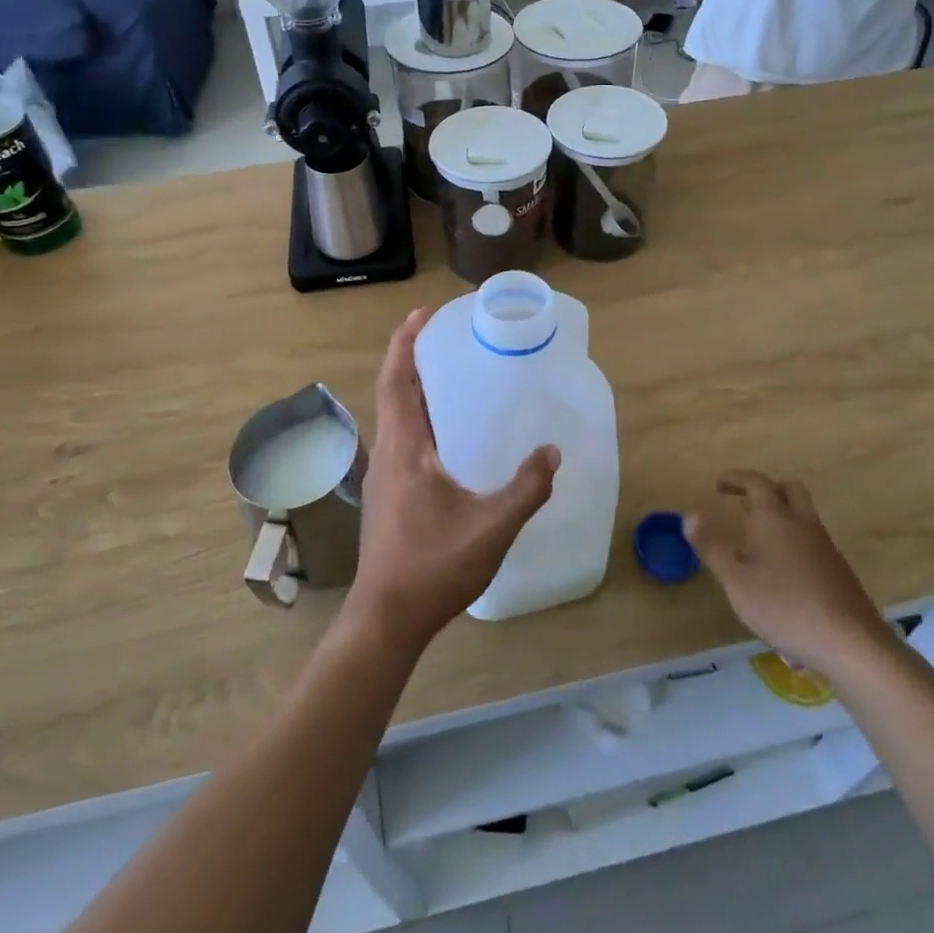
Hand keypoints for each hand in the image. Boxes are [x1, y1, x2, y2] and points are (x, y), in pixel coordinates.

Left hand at [343, 310, 559, 653]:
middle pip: (392, 392)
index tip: (422, 314)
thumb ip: (526, 489)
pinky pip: (400, 440)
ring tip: (448, 377)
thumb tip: (552, 452)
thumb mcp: (492, 528)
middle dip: (412, 358)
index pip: (397, 381)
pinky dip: (417, 419)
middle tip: (444, 338)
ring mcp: (381, 477)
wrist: (386, 619)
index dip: (406, 343)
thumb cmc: (433, 568)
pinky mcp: (384, 496)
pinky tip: (446, 436)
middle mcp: (386, 454)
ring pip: (393, 418)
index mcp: (405, 450)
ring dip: (413, 389)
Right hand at [686, 471, 897, 677]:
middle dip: (765, 490)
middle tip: (743, 504)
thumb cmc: (785, 607)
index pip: (756, 482)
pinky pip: (811, 540)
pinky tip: (780, 572)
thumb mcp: (736, 580)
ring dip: (779, 516)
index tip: (719, 484)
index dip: (736, 478)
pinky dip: (792, 540)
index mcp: (775, 518)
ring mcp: (825, 546)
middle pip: (789, 489)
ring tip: (755, 539)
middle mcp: (803, 523)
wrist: (851, 644)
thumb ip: (712, 547)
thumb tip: (690, 516)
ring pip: (802, 515)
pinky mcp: (838, 570)